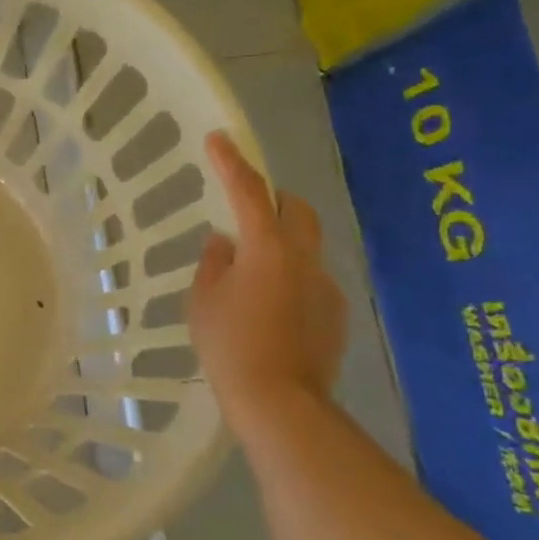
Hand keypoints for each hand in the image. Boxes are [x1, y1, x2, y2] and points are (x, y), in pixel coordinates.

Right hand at [190, 130, 347, 432]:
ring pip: (305, 245)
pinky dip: (290, 278)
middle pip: (296, 209)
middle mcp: (304, 258)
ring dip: (280, 244)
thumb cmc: (229, 345)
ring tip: (249, 275)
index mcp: (266, 248)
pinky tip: (269, 310)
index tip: (218, 138)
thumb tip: (224, 243)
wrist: (279, 401)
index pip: (248, 192)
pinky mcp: (335, 312)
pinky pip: (310, 279)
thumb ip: (213, 262)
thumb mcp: (203, 300)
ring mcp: (325, 285)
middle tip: (244, 211)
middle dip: (272, 200)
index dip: (232, 162)